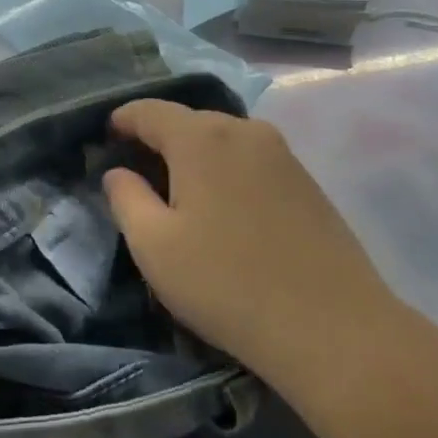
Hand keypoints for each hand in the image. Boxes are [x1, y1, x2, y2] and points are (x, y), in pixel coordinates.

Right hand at [101, 100, 394, 398]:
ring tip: (178, 191)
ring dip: (194, 156)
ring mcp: (283, 153)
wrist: (333, 328)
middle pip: (188, 121)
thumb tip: (118, 172)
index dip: (121, 121)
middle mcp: (245, 130)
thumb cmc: (227, 284)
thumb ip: (126, 198)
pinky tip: (223, 208)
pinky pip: (250, 160)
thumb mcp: (154, 246)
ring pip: (223, 139)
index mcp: (202, 138)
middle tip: (136, 172)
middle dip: (157, 139)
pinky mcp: (306, 180)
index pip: (149, 110)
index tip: (104, 140)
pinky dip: (226, 171)